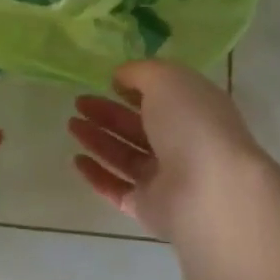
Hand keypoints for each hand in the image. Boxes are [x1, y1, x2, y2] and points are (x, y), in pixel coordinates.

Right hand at [68, 60, 266, 238]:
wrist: (209, 192)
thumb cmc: (191, 124)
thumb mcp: (166, 80)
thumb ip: (140, 72)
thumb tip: (120, 77)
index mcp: (195, 111)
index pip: (163, 97)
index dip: (135, 88)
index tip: (107, 82)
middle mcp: (183, 144)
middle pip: (139, 127)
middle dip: (108, 113)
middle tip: (79, 103)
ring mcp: (166, 178)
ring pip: (125, 156)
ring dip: (98, 140)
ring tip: (71, 124)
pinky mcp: (149, 207)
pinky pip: (117, 189)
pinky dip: (97, 175)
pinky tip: (76, 160)